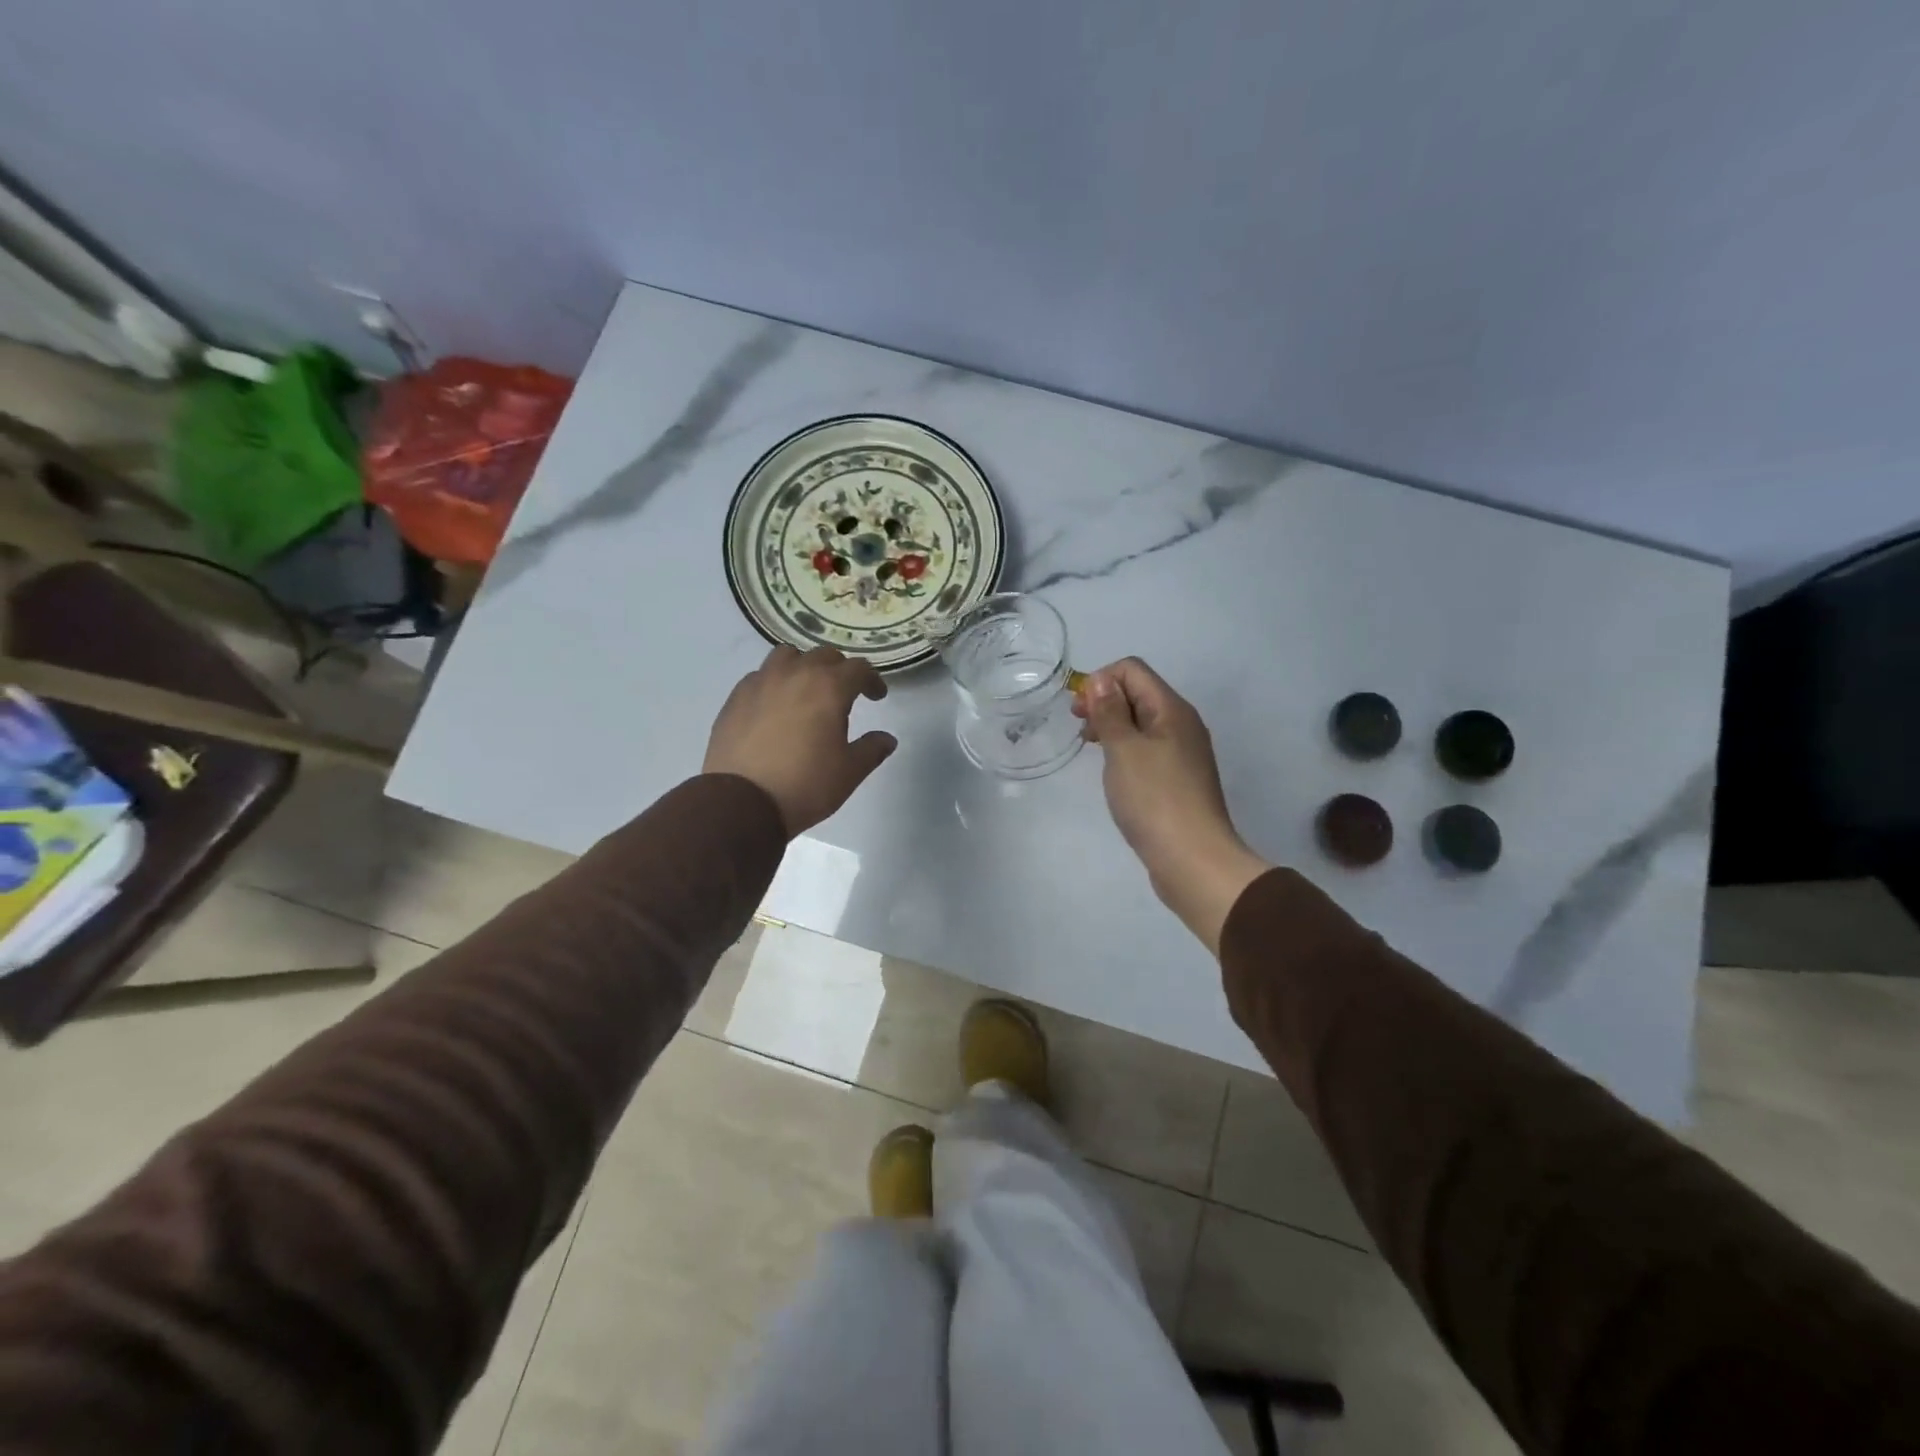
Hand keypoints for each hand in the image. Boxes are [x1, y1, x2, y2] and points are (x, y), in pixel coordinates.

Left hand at [705, 645, 897, 836]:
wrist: (742, 803)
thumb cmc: (805, 785)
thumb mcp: (849, 772)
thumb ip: (871, 749)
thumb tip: (886, 739)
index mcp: (828, 688)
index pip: (858, 668)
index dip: (872, 680)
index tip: (876, 696)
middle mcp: (794, 674)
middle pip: (823, 656)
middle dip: (839, 670)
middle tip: (845, 693)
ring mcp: (760, 683)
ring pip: (787, 656)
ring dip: (803, 666)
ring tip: (806, 689)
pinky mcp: (735, 698)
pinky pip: (760, 676)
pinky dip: (774, 682)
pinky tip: (775, 706)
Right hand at [1074, 658, 1270, 952]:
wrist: (1193, 860)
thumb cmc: (1154, 799)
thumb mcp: (1124, 750)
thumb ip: (1110, 711)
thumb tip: (1100, 679)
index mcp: (1172, 709)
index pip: (1132, 670)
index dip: (1100, 681)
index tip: (1079, 712)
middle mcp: (1182, 724)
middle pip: (1138, 693)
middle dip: (1104, 702)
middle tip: (1080, 730)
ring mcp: (1183, 753)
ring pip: (1142, 723)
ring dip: (1113, 727)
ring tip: (1091, 750)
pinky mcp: (1178, 779)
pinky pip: (1148, 749)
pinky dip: (1126, 750)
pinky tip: (1113, 772)